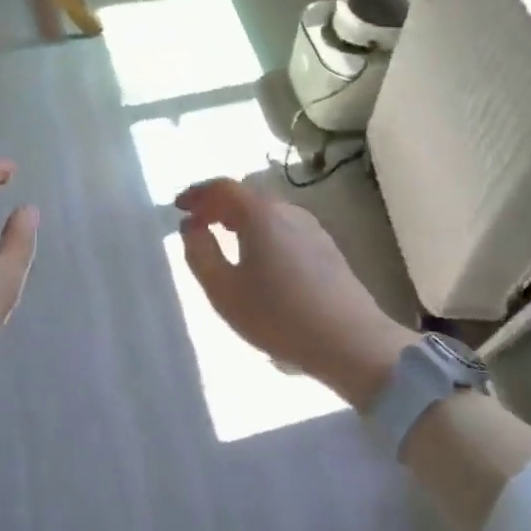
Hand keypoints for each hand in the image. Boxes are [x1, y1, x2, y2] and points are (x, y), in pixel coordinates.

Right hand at [175, 178, 415, 409]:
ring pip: (267, 213)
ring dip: (240, 219)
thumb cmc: (279, 316)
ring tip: (223, 238)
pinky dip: (261, 231)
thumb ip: (199, 253)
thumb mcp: (224, 290)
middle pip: (246, 196)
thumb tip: (191, 226)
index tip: (178, 207)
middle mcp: (288, 211)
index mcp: (260, 214)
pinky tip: (258, 258)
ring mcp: (312, 229)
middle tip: (197, 223)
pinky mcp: (326, 249)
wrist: (352, 343)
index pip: (223, 187)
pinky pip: (283, 228)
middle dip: (217, 205)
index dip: (197, 194)